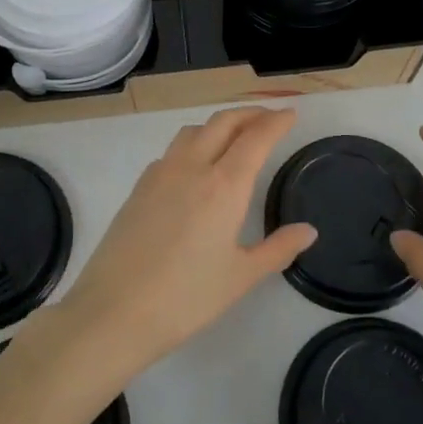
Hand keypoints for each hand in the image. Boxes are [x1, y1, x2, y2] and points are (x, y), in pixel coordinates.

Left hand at [58, 108, 317, 374]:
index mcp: (223, 185)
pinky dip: (193, 144)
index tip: (290, 113)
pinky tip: (196, 168)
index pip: (255, 138)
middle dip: (249, 114)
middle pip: (223, 122)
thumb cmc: (186, 298)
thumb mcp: (241, 277)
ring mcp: (160, 173)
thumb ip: (278, 249)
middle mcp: (192, 167)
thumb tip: (308, 231)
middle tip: (269, 118)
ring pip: (193, 131)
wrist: (114, 310)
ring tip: (234, 137)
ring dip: (219, 125)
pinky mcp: (139, 187)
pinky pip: (172, 150)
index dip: (276, 121)